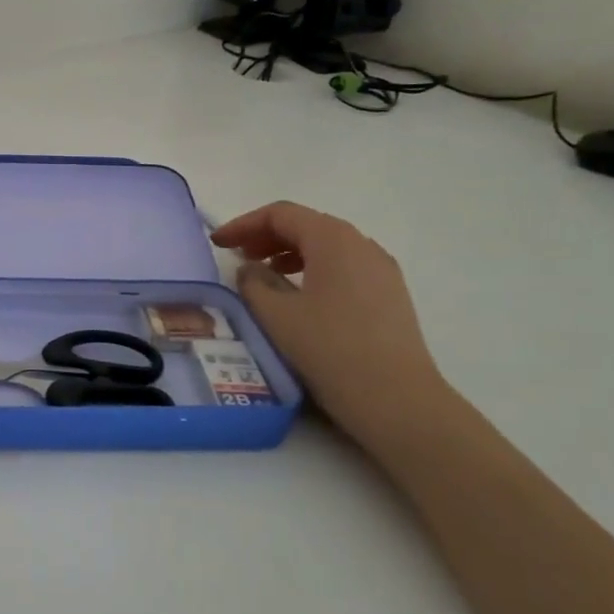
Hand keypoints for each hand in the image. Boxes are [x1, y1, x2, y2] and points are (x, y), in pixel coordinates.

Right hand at [212, 202, 448, 444]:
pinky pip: (343, 265)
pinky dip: (313, 268)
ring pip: (327, 245)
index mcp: (333, 240)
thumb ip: (253, 283)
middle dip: (266, 235)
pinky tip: (298, 294)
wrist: (396, 399)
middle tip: (237, 256)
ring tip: (264, 274)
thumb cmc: (329, 349)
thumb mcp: (275, 315)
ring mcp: (381, 270)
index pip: (281, 214)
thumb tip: (250, 269)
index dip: (244, 224)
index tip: (217, 243)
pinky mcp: (389, 294)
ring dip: (289, 252)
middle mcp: (362, 245)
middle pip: (307, 224)